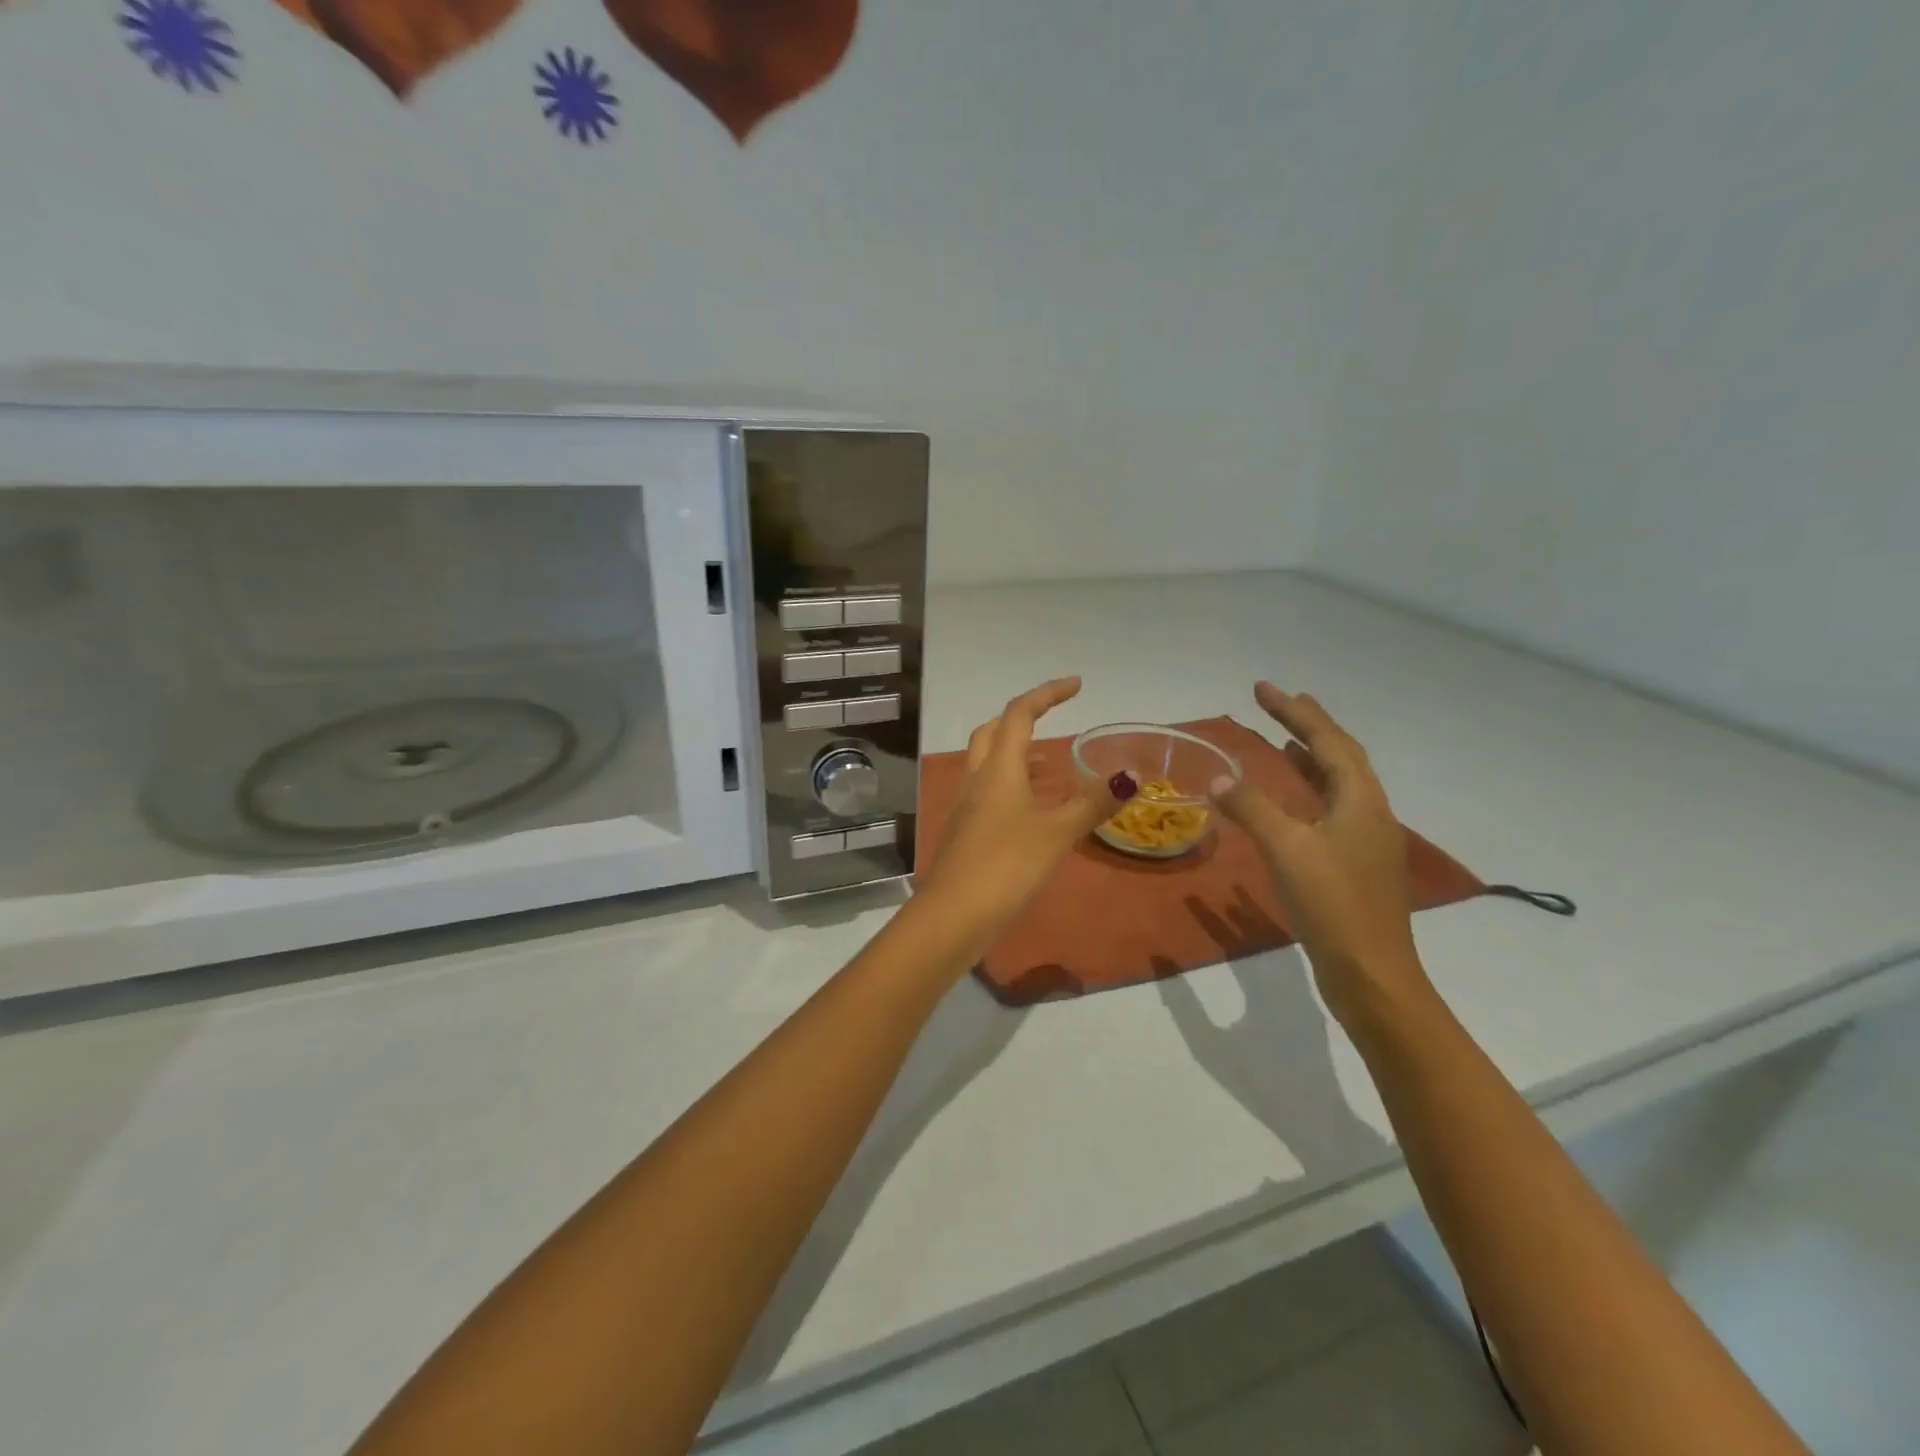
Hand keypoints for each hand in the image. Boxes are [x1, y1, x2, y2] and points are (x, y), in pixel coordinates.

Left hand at [915, 677, 1122, 954]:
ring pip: (987, 763)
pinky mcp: (963, 831)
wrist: (952, 915)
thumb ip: (1092, 804)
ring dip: (1016, 753)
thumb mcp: (1056, 833)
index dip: (1047, 693)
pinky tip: (1030, 809)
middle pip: (993, 732)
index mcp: (998, 768)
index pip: (1020, 714)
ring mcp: (965, 805)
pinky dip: (1011, 785)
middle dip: (1022, 718)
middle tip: (1053, 719)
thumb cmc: (1006, 865)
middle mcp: (976, 778)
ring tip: (1051, 764)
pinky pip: (987, 792)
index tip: (1076, 684)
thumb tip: (1130, 776)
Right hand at [1209, 683, 1434, 1025]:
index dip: (1295, 711)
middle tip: (1276, 703)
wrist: (1372, 975)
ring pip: (1338, 785)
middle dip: (1307, 726)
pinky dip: (1308, 792)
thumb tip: (1218, 778)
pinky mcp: (1355, 865)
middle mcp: (1370, 813)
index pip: (1328, 741)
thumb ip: (1252, 809)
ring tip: (1283, 740)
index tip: (1262, 688)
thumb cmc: (1333, 906)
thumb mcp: (1287, 851)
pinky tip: (1290, 803)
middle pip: (1339, 756)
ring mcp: (1366, 841)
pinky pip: (1331, 810)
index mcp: (1360, 801)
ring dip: (1310, 758)